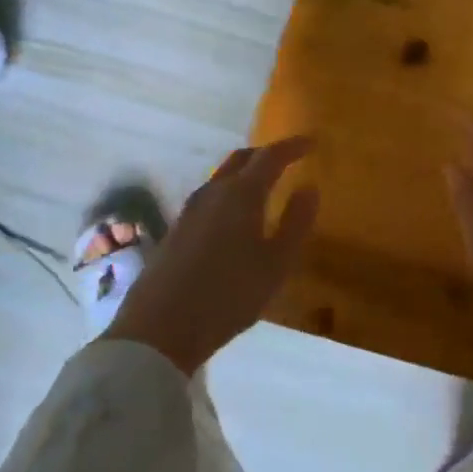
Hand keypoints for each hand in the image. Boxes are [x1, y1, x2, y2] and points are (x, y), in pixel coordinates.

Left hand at [105, 136, 318, 373]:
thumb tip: (309, 188)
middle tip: (288, 159)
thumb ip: (296, 222)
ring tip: (264, 185)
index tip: (312, 142)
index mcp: (242, 194)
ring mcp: (190, 210)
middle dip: (266, 154)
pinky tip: (234, 215)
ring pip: (222, 176)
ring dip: (245, 172)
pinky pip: (210, 196)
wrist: (160, 329)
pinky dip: (229, 191)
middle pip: (241, 159)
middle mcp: (214, 192)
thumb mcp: (276, 264)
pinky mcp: (177, 229)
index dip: (292, 146)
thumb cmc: (228, 295)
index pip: (270, 157)